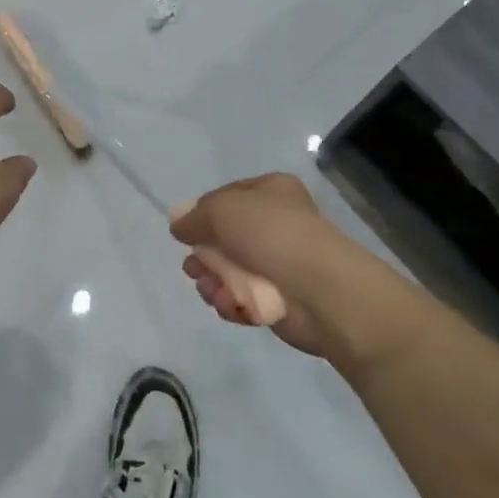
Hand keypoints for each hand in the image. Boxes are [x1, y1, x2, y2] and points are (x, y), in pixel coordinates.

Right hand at [170, 172, 369, 358]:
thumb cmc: (272, 235)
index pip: (225, 197)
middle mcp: (276, 223)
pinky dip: (233, 303)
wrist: (321, 291)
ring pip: (230, 271)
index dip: (202, 214)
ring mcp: (279, 263)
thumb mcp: (223, 210)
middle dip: (204, 255)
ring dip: (213, 282)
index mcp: (271, 191)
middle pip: (224, 238)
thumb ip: (194, 216)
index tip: (186, 232)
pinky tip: (230, 306)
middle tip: (193, 268)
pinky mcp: (280, 299)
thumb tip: (177, 222)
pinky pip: (244, 298)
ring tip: (211, 290)